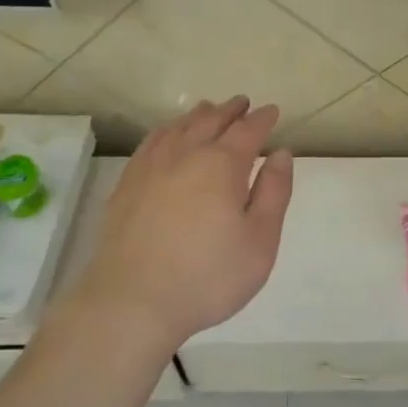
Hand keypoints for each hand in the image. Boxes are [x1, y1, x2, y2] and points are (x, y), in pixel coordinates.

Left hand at [71, 97, 294, 356]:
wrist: (131, 302)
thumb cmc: (207, 276)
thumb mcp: (260, 240)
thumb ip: (274, 192)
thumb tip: (281, 153)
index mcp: (222, 164)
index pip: (248, 130)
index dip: (262, 119)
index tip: (272, 111)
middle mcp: (185, 154)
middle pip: (211, 121)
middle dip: (230, 110)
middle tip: (243, 103)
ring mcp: (151, 167)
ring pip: (178, 127)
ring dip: (198, 115)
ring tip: (208, 110)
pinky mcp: (126, 185)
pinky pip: (150, 143)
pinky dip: (166, 130)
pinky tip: (167, 136)